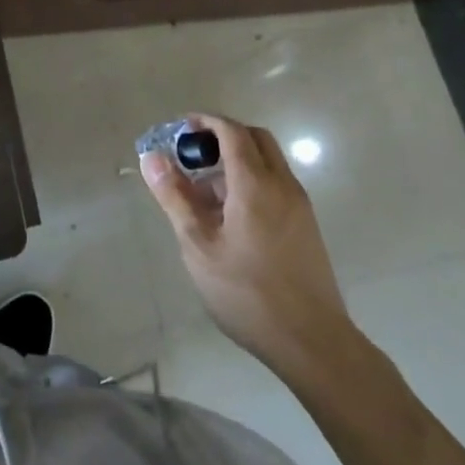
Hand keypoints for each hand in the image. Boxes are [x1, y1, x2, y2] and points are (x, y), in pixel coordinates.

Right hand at [141, 114, 354, 377]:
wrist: (313, 343)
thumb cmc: (247, 293)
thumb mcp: (199, 246)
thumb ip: (175, 197)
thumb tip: (151, 158)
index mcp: (255, 183)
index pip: (231, 131)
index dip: (205, 122)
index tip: (180, 129)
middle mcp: (282, 184)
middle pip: (254, 138)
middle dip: (223, 136)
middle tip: (193, 155)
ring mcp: (299, 204)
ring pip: (268, 161)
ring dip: (237, 160)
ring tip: (204, 192)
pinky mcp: (306, 225)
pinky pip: (276, 184)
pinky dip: (252, 180)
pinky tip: (230, 216)